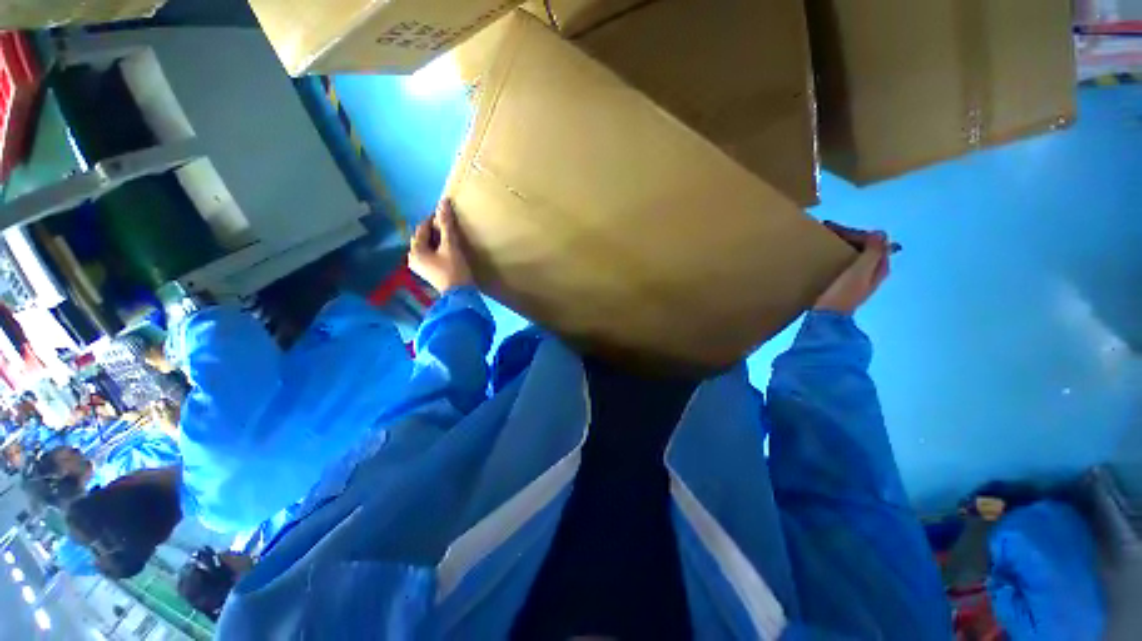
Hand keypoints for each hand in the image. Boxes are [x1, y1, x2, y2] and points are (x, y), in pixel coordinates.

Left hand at [409, 199, 473, 293]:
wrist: (460, 295)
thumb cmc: (454, 270)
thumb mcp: (451, 246)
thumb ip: (446, 225)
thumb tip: (443, 202)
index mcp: (415, 251)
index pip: (422, 228)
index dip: (434, 219)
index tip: (448, 215)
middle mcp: (413, 258)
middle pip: (424, 238)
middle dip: (435, 230)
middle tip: (451, 226)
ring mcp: (421, 267)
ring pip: (428, 246)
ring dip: (438, 240)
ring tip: (451, 237)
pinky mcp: (430, 272)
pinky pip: (432, 255)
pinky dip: (439, 249)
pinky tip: (449, 249)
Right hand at [814, 222, 892, 314]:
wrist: (827, 319)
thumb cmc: (842, 294)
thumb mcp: (859, 272)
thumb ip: (872, 252)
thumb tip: (879, 233)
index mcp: (879, 267)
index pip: (873, 241)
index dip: (855, 232)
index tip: (832, 228)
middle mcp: (872, 272)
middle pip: (864, 247)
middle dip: (847, 236)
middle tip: (824, 230)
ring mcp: (858, 279)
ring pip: (853, 254)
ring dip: (841, 245)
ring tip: (822, 240)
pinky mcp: (844, 285)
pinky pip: (844, 262)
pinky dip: (836, 255)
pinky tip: (823, 256)